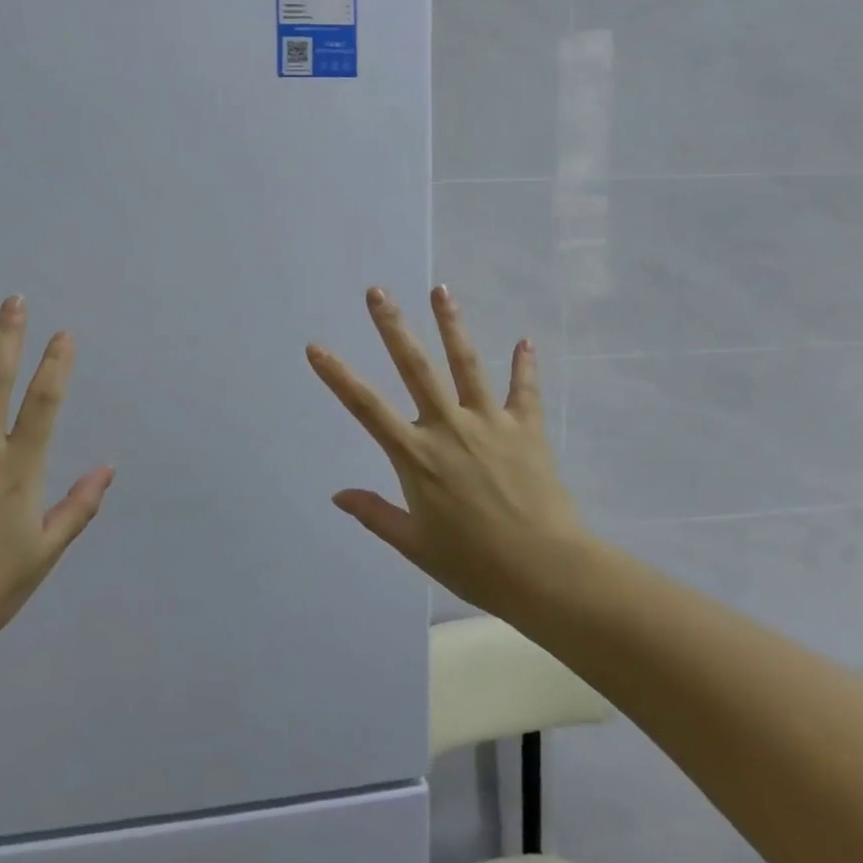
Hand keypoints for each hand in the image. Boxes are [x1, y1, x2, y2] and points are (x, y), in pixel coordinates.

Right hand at [307, 286, 587, 622]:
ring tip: (440, 290)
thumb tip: (337, 494)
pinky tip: (525, 341)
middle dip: (393, 327)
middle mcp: (448, 427)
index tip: (316, 347)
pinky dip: (525, 366)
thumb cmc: (474, 564)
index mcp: (416, 456)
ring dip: (451, 324)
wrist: (546, 573)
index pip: (366, 407)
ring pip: (466, 363)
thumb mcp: (415, 546)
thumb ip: (375, 514)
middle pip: (415, 367)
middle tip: (377, 291)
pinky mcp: (526, 429)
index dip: (338, 376)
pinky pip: (525, 390)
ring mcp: (490, 423)